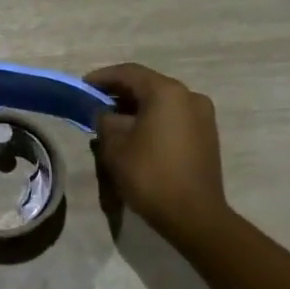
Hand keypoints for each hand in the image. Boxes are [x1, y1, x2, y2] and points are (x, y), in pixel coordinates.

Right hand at [86, 63, 228, 234]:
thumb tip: (107, 115)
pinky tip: (136, 136)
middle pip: (148, 86)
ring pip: (162, 103)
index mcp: (166, 92)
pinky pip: (174, 118)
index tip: (83, 86)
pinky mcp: (207, 136)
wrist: (194, 215)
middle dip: (120, 93)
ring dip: (137, 108)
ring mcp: (202, 116)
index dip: (102, 77)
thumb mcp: (115, 146)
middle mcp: (189, 96)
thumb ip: (105, 121)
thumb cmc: (150, 174)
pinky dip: (153, 120)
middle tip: (96, 104)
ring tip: (113, 123)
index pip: (129, 73)